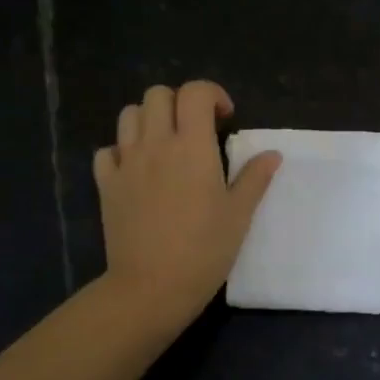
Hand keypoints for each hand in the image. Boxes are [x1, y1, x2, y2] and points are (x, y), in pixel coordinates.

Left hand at [95, 81, 280, 329]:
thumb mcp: (239, 215)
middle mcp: (156, 144)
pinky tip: (136, 170)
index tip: (225, 118)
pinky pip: (106, 151)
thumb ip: (255, 178)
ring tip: (165, 143)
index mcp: (192, 147)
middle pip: (157, 94)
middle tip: (195, 129)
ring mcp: (126, 163)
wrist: (152, 287)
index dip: (212, 94)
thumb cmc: (204, 250)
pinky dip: (121, 151)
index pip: (195, 93)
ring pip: (129, 115)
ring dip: (149, 119)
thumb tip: (272, 154)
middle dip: (179, 102)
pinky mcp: (106, 185)